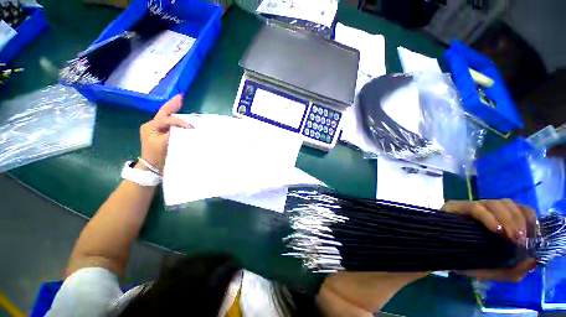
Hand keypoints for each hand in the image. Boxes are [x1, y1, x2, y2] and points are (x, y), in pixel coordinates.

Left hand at [140, 94, 191, 171]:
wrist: (152, 166)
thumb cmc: (157, 155)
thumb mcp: (165, 144)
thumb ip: (174, 134)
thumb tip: (187, 128)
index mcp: (151, 126)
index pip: (167, 119)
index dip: (179, 121)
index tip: (191, 127)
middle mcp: (152, 125)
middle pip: (164, 112)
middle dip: (173, 104)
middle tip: (181, 97)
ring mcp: (156, 129)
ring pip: (166, 116)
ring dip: (174, 110)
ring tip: (181, 102)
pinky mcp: (161, 133)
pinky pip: (169, 123)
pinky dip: (176, 119)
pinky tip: (181, 116)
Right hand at [441, 199, 537, 281]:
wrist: (438, 256)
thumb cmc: (467, 263)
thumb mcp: (495, 271)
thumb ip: (515, 270)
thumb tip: (534, 260)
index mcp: (498, 221)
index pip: (518, 208)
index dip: (528, 217)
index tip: (533, 235)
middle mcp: (486, 211)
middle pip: (507, 203)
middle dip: (518, 220)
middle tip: (519, 240)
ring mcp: (469, 207)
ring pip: (494, 203)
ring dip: (507, 219)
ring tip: (508, 237)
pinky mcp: (455, 207)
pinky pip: (476, 208)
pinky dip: (489, 218)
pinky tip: (496, 231)